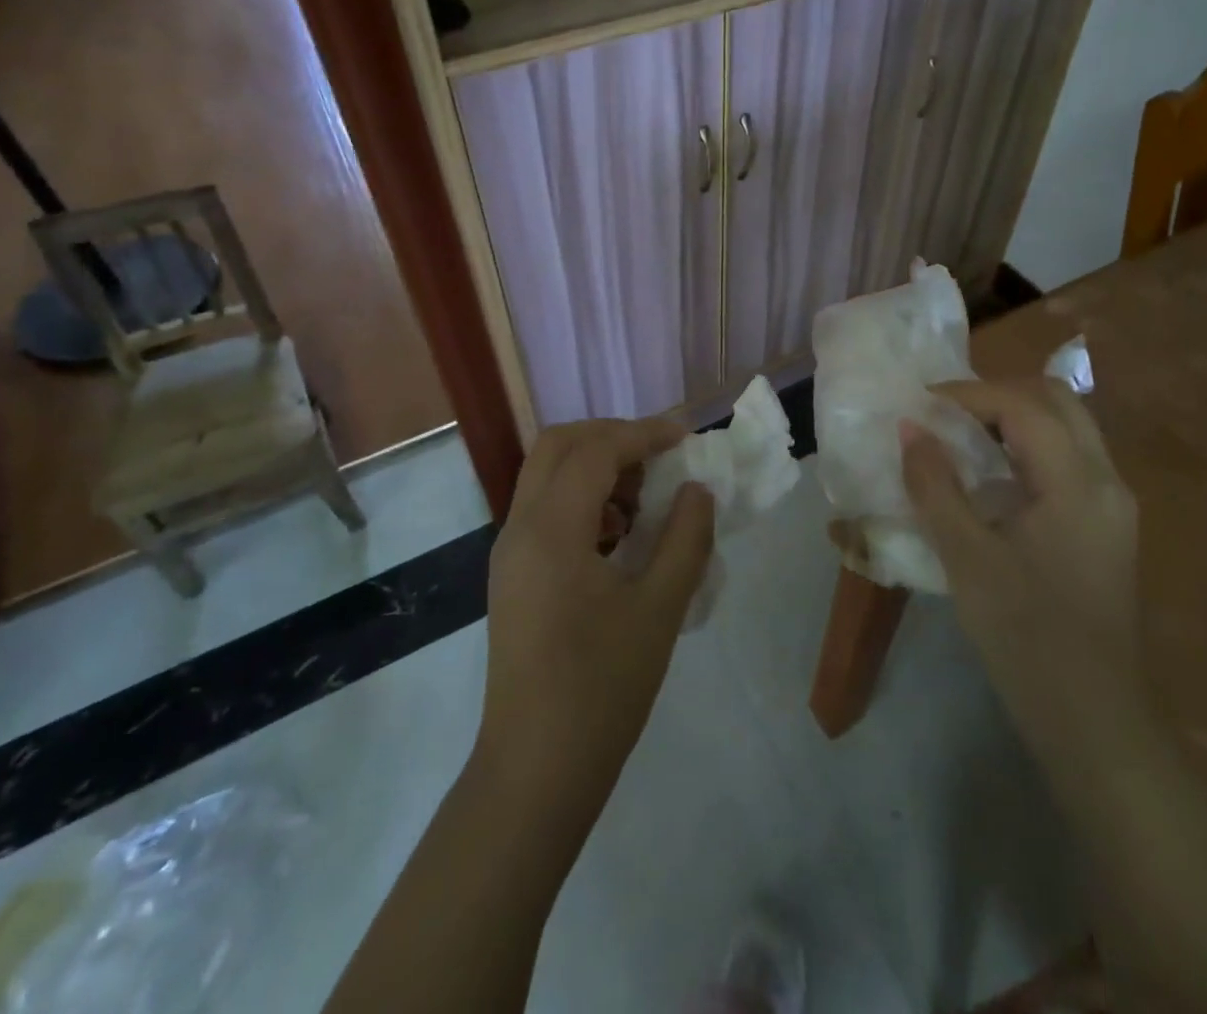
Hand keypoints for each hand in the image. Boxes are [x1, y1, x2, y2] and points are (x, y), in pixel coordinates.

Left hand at [476, 418, 714, 822]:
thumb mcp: (659, 609)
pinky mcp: (512, 576)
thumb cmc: (601, 689)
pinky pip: (544, 510)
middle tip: (659, 455)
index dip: (644, 434)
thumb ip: (685, 539)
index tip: (687, 438)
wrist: (535, 772)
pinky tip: (619, 536)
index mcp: (551, 530)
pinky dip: (582, 499)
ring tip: (645, 498)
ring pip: (546, 475)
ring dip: (595, 467)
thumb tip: (697, 491)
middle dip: (611, 437)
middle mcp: (520, 528)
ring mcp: (509, 553)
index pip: (596, 451)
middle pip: (557, 446)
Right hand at [900, 378, 1141, 726]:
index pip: (1024, 405)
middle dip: (997, 394)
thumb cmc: (1025, 636)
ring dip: (1014, 417)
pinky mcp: (1107, 527)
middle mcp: (1107, 480)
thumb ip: (935, 486)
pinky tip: (992, 475)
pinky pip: (1069, 459)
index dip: (968, 394)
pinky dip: (1028, 447)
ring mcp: (1113, 504)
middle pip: (1057, 401)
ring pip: (1067, 428)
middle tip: (946, 412)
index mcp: (1079, 482)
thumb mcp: (967, 557)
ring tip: (961, 435)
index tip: (921, 403)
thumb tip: (910, 429)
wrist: (1092, 719)